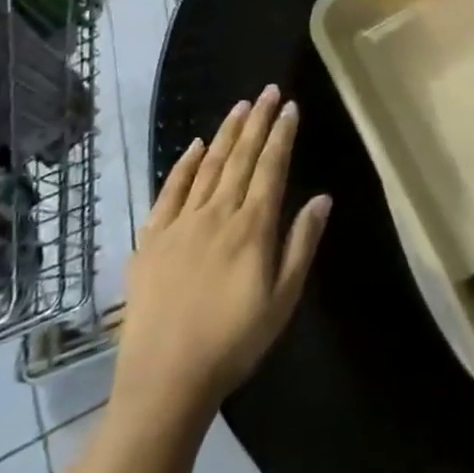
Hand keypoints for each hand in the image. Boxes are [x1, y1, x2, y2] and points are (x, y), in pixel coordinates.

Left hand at [115, 87, 330, 413]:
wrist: (164, 381)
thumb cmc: (234, 343)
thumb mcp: (283, 299)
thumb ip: (302, 244)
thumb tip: (322, 197)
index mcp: (252, 228)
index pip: (271, 168)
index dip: (282, 135)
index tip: (291, 107)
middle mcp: (217, 214)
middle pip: (241, 158)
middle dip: (258, 121)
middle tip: (268, 91)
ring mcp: (180, 224)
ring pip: (208, 167)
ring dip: (226, 134)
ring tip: (240, 106)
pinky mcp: (151, 240)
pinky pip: (169, 192)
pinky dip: (183, 165)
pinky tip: (195, 146)